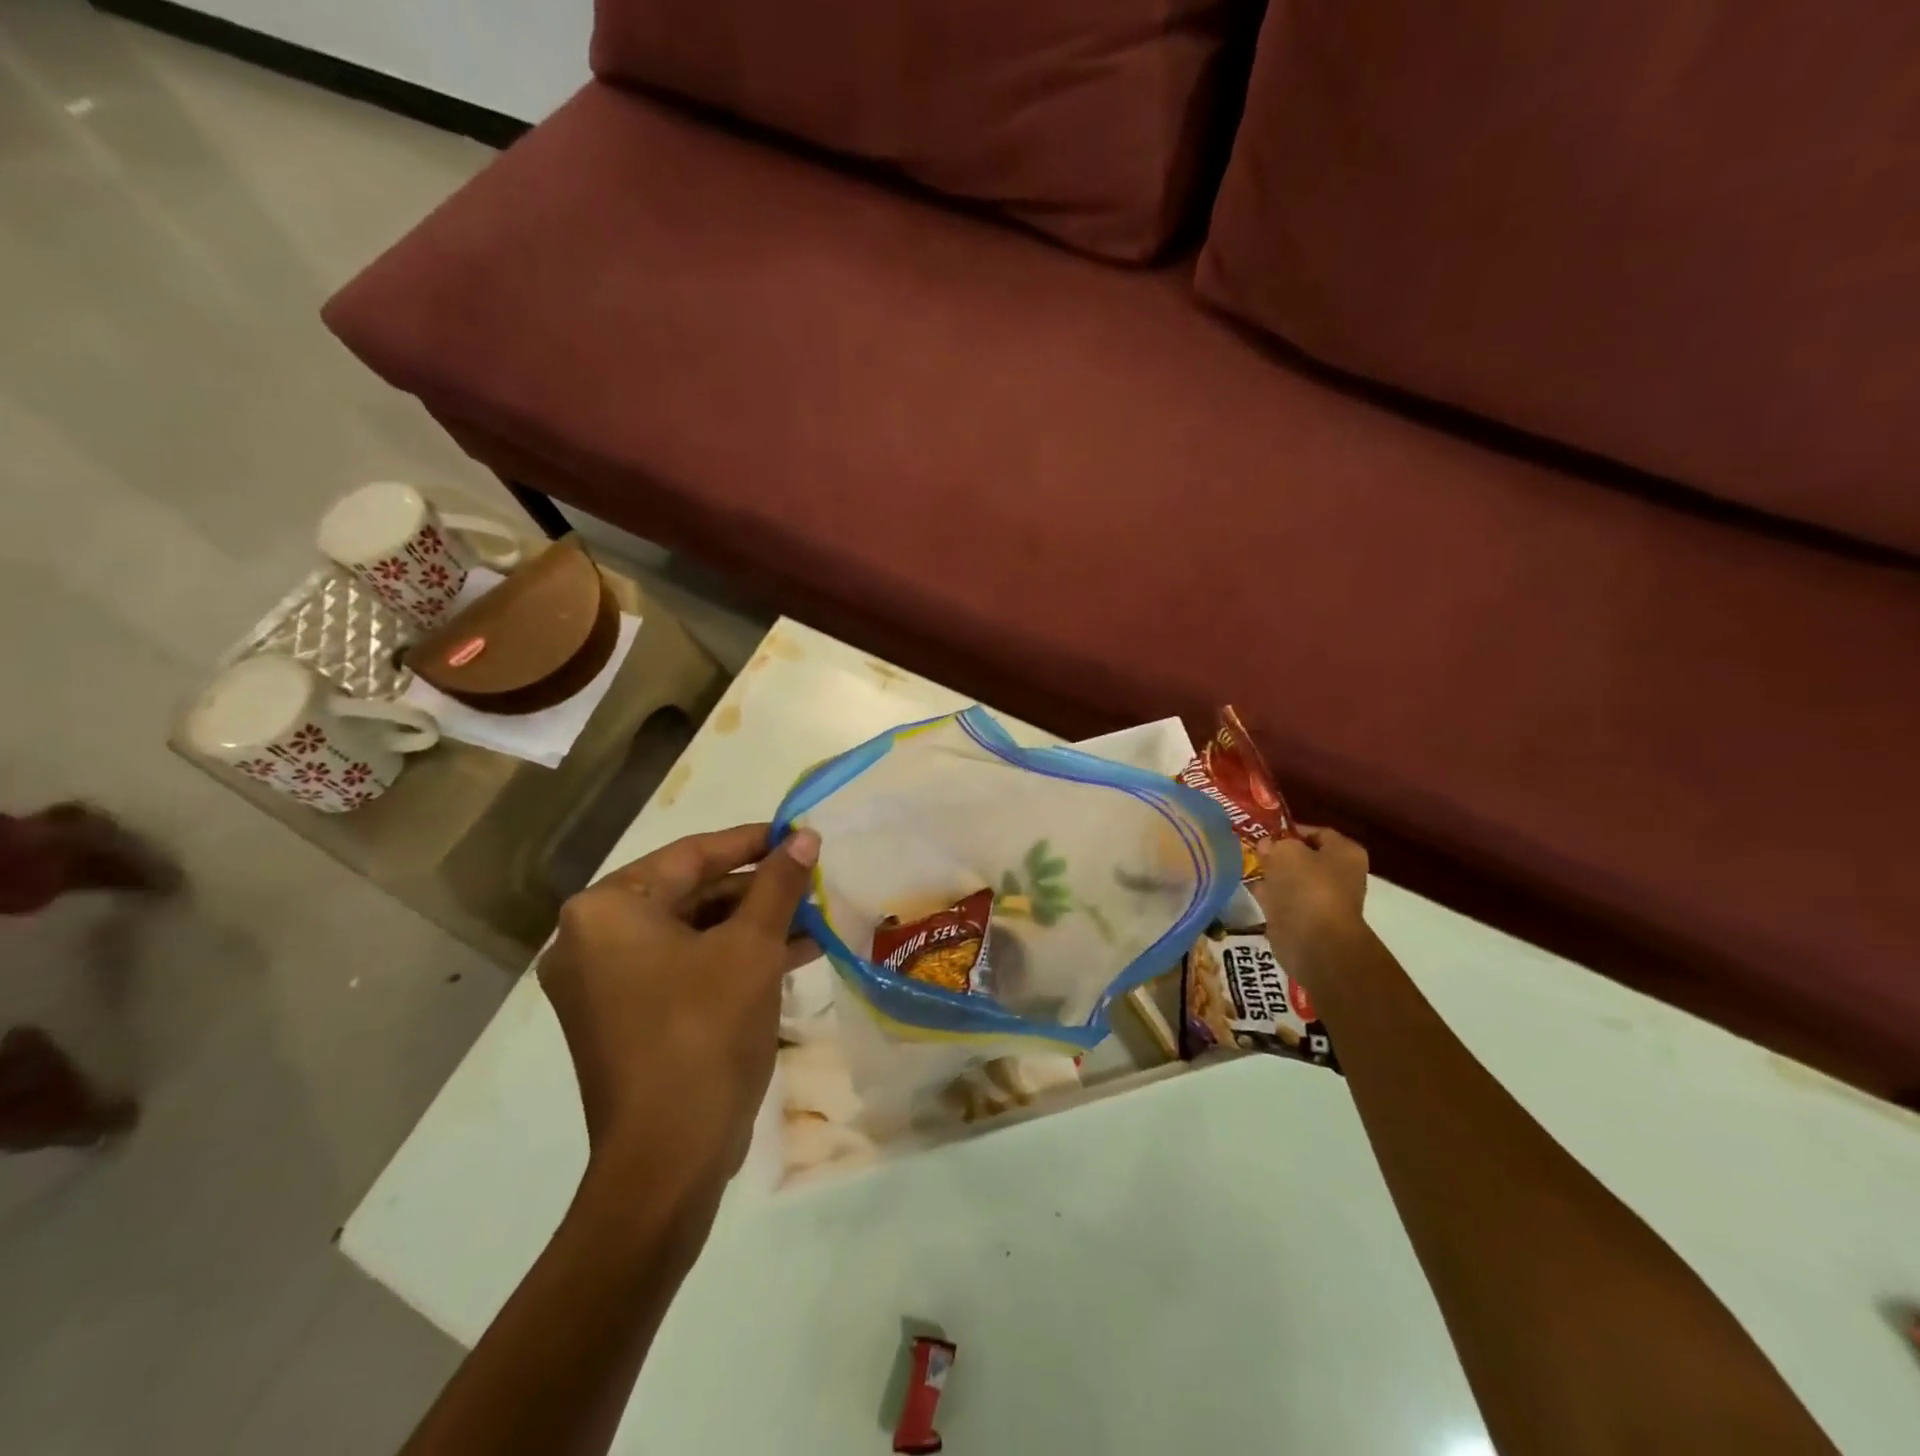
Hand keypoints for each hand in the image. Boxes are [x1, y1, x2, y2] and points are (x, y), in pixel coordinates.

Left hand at [538, 823, 820, 1199]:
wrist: (668, 1159)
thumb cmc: (705, 1032)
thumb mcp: (752, 948)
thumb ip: (778, 884)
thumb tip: (805, 836)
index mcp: (607, 911)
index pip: (690, 855)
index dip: (751, 842)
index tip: (797, 834)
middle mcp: (592, 940)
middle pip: (690, 893)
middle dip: (757, 890)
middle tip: (811, 882)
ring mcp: (605, 983)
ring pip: (692, 932)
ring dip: (752, 925)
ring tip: (814, 919)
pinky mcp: (625, 1017)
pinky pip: (684, 967)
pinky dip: (732, 959)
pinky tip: (791, 955)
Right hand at [1251, 825, 1368, 980]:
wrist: (1314, 940)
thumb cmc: (1307, 887)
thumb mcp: (1286, 851)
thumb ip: (1274, 843)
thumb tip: (1267, 845)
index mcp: (1345, 853)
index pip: (1316, 833)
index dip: (1289, 829)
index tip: (1264, 831)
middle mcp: (1338, 875)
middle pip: (1303, 856)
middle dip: (1277, 852)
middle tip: (1250, 846)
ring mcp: (1320, 899)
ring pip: (1290, 878)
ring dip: (1270, 873)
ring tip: (1243, 862)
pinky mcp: (1302, 919)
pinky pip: (1281, 899)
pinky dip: (1265, 892)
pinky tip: (1244, 884)